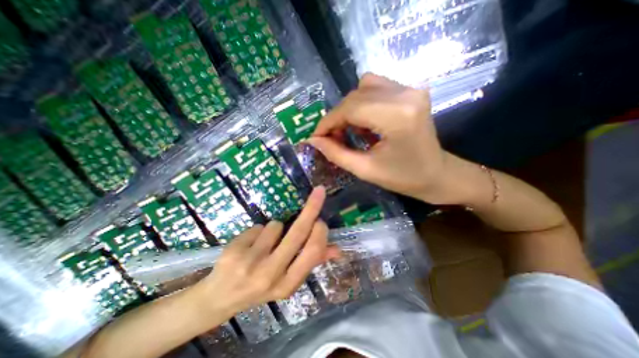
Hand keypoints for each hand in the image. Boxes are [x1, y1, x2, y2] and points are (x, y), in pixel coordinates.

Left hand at [199, 186, 338, 317]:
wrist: (219, 299)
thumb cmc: (260, 286)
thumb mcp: (287, 279)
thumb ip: (311, 262)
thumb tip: (337, 249)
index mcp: (288, 284)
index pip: (313, 251)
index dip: (320, 231)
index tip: (321, 219)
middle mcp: (271, 274)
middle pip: (298, 232)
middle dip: (312, 207)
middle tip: (319, 192)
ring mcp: (250, 263)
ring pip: (276, 225)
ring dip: (275, 229)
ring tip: (264, 244)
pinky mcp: (234, 251)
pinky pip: (258, 227)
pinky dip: (258, 232)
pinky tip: (249, 246)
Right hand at [308, 72, 453, 203]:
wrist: (437, 174)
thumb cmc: (403, 178)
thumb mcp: (365, 170)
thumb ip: (336, 153)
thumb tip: (313, 140)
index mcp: (396, 116)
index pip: (350, 108)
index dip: (328, 121)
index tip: (316, 137)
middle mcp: (405, 94)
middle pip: (355, 95)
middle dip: (337, 117)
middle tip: (331, 137)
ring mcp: (410, 90)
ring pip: (364, 88)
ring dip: (350, 109)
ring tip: (350, 131)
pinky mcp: (410, 91)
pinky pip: (376, 88)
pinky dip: (363, 103)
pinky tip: (365, 122)